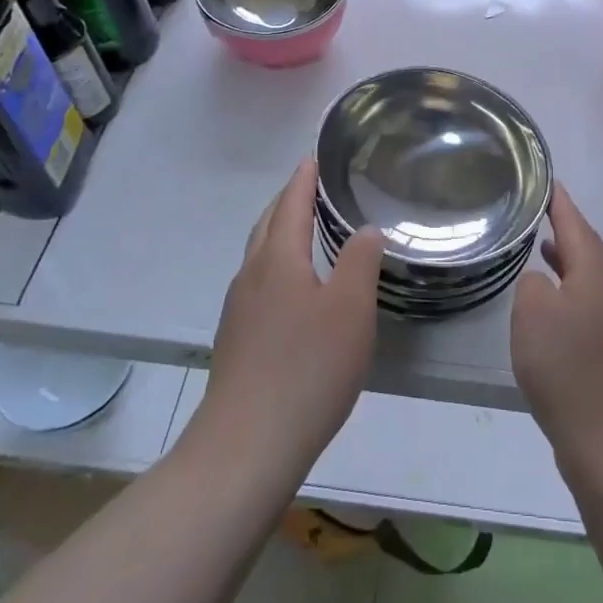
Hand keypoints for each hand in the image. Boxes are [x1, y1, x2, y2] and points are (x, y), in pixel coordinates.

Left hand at [195, 159, 383, 488]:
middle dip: (288, 200)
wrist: (246, 446)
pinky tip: (291, 288)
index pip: (291, 203)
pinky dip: (275, 263)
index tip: (314, 157)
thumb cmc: (307, 369)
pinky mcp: (236, 338)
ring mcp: (238, 308)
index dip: (304, 178)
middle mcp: (251, 274)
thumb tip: (366, 228)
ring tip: (304, 229)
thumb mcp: (350, 310)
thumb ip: (360, 262)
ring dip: (279, 231)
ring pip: (259, 254)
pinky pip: (257, 281)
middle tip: (311, 186)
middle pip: (268, 223)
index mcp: (278, 259)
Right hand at [511, 183, 602, 471]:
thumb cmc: (567, 368)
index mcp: (595, 273)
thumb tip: (543, 282)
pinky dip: (569, 289)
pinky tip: (551, 305)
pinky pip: (588, 302)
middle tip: (540, 209)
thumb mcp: (533, 314)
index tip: (546, 179)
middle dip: (565, 227)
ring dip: (566, 259)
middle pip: (587, 247)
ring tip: (541, 248)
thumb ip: (532, 284)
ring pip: (589, 276)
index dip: (559, 201)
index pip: (575, 223)